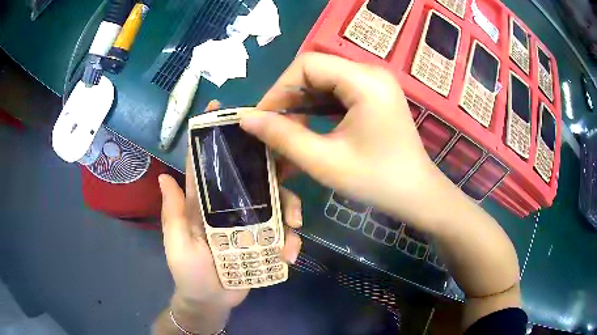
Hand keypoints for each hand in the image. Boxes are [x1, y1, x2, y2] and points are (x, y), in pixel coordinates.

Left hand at [158, 101, 302, 309]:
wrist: (213, 301)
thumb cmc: (190, 273)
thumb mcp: (177, 244)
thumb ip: (173, 213)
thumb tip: (165, 177)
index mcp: (202, 203)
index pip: (203, 163)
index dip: (209, 135)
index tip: (219, 107)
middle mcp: (227, 206)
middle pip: (250, 175)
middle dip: (270, 167)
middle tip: (289, 165)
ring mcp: (249, 223)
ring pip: (273, 202)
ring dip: (288, 210)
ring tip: (294, 230)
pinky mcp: (264, 240)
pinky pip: (282, 232)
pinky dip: (289, 241)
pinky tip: (289, 255)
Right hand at [240, 53, 446, 227]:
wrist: (417, 196)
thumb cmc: (376, 181)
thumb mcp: (324, 161)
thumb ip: (282, 136)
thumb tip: (246, 119)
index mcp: (365, 80)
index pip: (307, 64)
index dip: (278, 89)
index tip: (262, 119)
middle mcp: (371, 73)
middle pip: (315, 71)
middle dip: (289, 99)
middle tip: (273, 130)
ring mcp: (375, 83)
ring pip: (324, 83)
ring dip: (302, 106)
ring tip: (288, 134)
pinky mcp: (375, 96)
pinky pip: (338, 93)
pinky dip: (318, 110)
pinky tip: (308, 130)